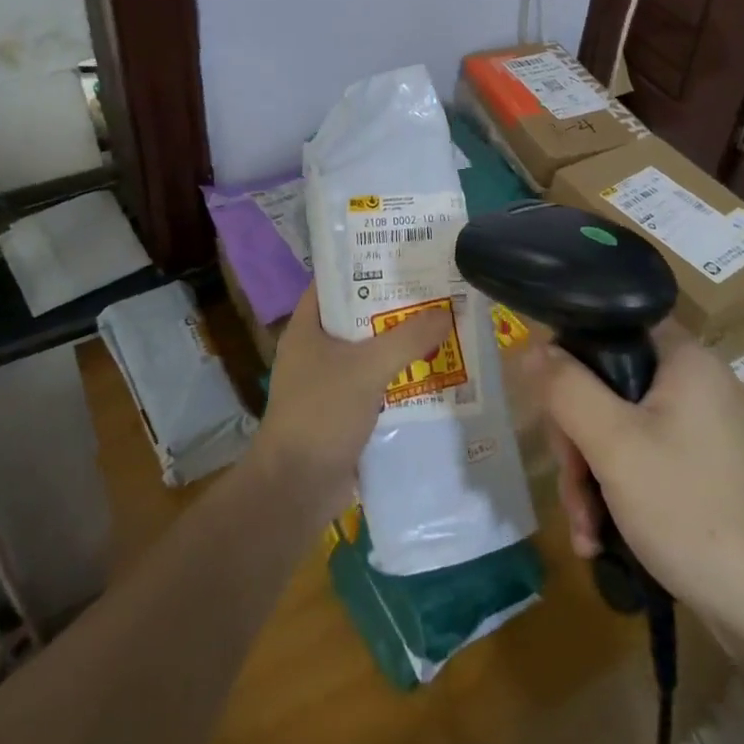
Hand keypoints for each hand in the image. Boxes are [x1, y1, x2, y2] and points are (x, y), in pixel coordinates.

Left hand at [253, 285, 452, 521]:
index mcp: (307, 326)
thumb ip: (407, 338)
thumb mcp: (367, 368)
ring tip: (440, 325)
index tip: (401, 256)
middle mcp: (314, 348)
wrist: (297, 487)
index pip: (334, 282)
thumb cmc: (322, 412)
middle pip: (357, 317)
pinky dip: (397, 378)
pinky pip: (373, 384)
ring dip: (399, 344)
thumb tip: (446, 312)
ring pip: (368, 352)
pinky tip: (430, 373)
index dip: (364, 265)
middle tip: (433, 290)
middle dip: (392, 307)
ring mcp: (326, 381)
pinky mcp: (341, 411)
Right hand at [528, 324, 743, 646]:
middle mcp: (695, 385)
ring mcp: (703, 433)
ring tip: (585, 532)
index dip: (570, 355)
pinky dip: (618, 496)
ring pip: (620, 431)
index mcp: (683, 358)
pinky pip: (644, 464)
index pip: (609, 325)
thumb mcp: (614, 444)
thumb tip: (529, 346)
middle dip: (577, 440)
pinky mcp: (706, 475)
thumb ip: (565, 388)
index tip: (550, 403)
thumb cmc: (695, 512)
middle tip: (571, 484)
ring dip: (591, 478)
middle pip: (607, 386)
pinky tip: (602, 541)